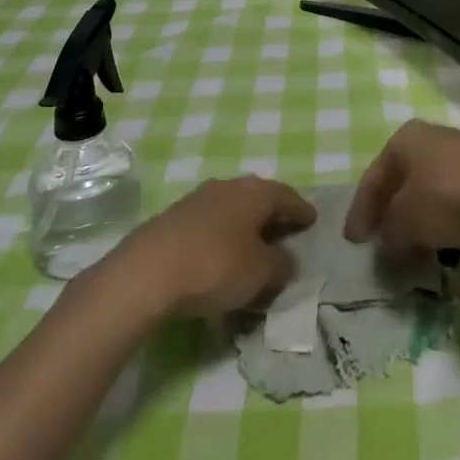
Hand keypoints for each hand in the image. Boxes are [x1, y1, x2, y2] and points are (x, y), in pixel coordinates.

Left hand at [119, 176, 316, 316]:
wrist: (146, 272)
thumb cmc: (214, 266)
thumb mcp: (260, 274)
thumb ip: (281, 265)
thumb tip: (287, 260)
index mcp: (255, 192)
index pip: (288, 196)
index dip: (302, 210)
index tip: (313, 220)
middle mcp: (229, 186)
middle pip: (259, 198)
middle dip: (273, 215)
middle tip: (285, 233)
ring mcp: (198, 198)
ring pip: (232, 209)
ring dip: (245, 226)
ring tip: (252, 248)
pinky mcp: (174, 217)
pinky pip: (210, 223)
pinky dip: (222, 236)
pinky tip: (219, 256)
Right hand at [344, 120, 459, 249]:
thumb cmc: (445, 197)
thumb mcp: (405, 221)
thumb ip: (389, 231)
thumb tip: (386, 238)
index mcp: (402, 139)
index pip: (372, 179)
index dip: (360, 213)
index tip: (353, 241)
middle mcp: (428, 135)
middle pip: (400, 177)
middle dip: (389, 209)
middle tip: (380, 239)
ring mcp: (459, 147)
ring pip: (427, 183)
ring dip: (417, 211)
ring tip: (413, 241)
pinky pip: (453, 190)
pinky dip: (442, 210)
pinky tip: (445, 232)